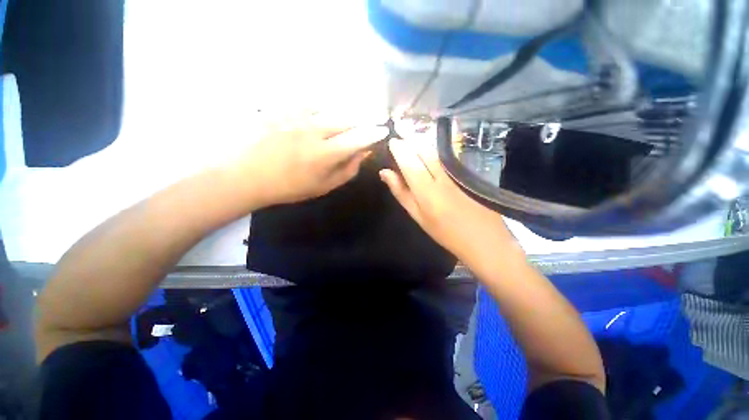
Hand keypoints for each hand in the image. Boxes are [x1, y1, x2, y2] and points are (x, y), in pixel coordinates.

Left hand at [230, 117, 388, 207]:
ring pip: (331, 109)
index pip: (359, 138)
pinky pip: (309, 103)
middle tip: (362, 129)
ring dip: (341, 116)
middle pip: (347, 119)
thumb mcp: (324, 186)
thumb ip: (347, 170)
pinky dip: (320, 109)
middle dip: (359, 123)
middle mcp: (316, 129)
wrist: (248, 176)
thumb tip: (363, 154)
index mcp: (326, 153)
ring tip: (340, 125)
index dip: (374, 133)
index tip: (382, 130)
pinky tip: (318, 117)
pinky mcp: (283, 109)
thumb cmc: (290, 186)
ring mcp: (298, 116)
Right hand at [379, 137, 515, 266]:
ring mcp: (456, 173)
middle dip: (411, 143)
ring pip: (435, 152)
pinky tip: (430, 158)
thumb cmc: (444, 232)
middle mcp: (441, 177)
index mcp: (426, 190)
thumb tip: (385, 173)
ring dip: (421, 147)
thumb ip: (401, 192)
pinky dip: (434, 154)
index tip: (392, 142)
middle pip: (423, 151)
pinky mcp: (467, 172)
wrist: (484, 239)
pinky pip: (446, 157)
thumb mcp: (418, 216)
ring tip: (413, 148)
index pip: (409, 161)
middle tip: (401, 143)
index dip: (399, 149)